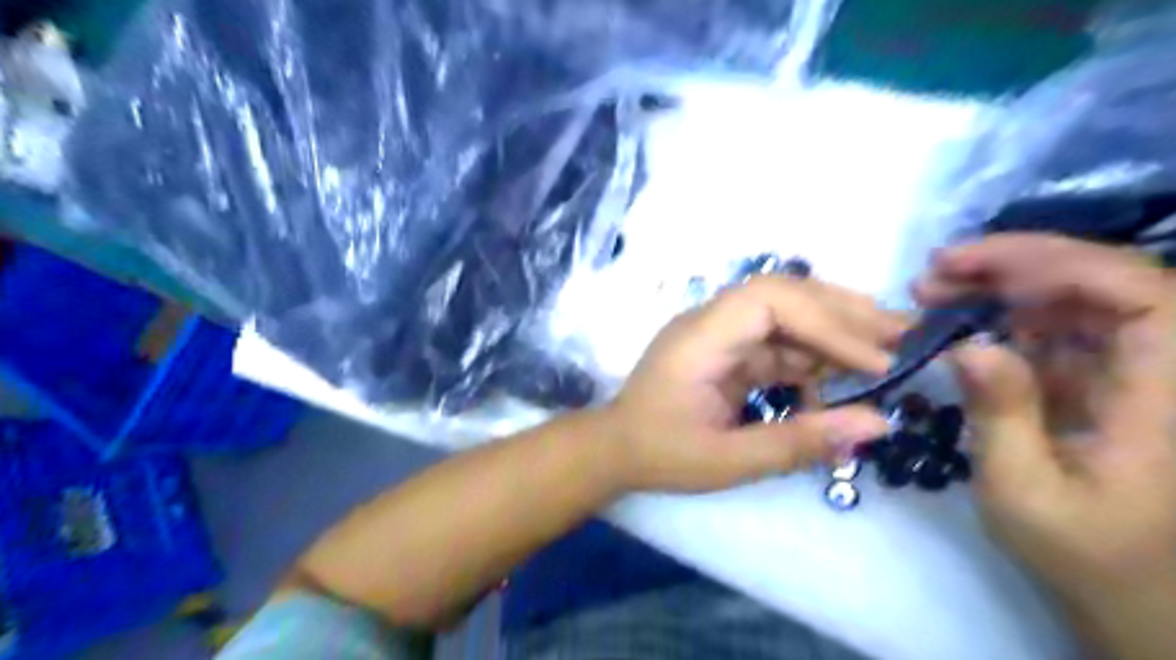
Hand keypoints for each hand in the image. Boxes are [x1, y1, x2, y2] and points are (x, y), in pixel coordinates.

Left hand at [602, 273, 902, 495]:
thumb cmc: (661, 454)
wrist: (615, 449)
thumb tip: (879, 425)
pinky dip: (813, 358)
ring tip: (889, 350)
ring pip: (786, 316)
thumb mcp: (728, 460)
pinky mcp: (727, 351)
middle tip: (905, 334)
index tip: (873, 358)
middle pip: (783, 295)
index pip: (770, 301)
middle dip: (843, 313)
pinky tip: (842, 378)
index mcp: (701, 337)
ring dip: (835, 331)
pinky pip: (777, 343)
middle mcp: (711, 322)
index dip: (826, 321)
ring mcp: (719, 334)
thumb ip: (799, 442)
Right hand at [918, 234, 1174, 604]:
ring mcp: (1128, 374)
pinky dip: (1001, 319)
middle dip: (1013, 266)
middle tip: (933, 272)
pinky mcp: (1099, 384)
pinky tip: (954, 323)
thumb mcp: (1026, 494)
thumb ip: (1001, 416)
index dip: (1056, 262)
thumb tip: (967, 345)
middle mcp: (1158, 370)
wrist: (1136, 598)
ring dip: (999, 287)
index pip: (1138, 293)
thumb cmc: (1088, 557)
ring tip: (931, 291)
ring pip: (1072, 301)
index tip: (970, 265)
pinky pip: (1054, 332)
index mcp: (1166, 396)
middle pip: (1100, 284)